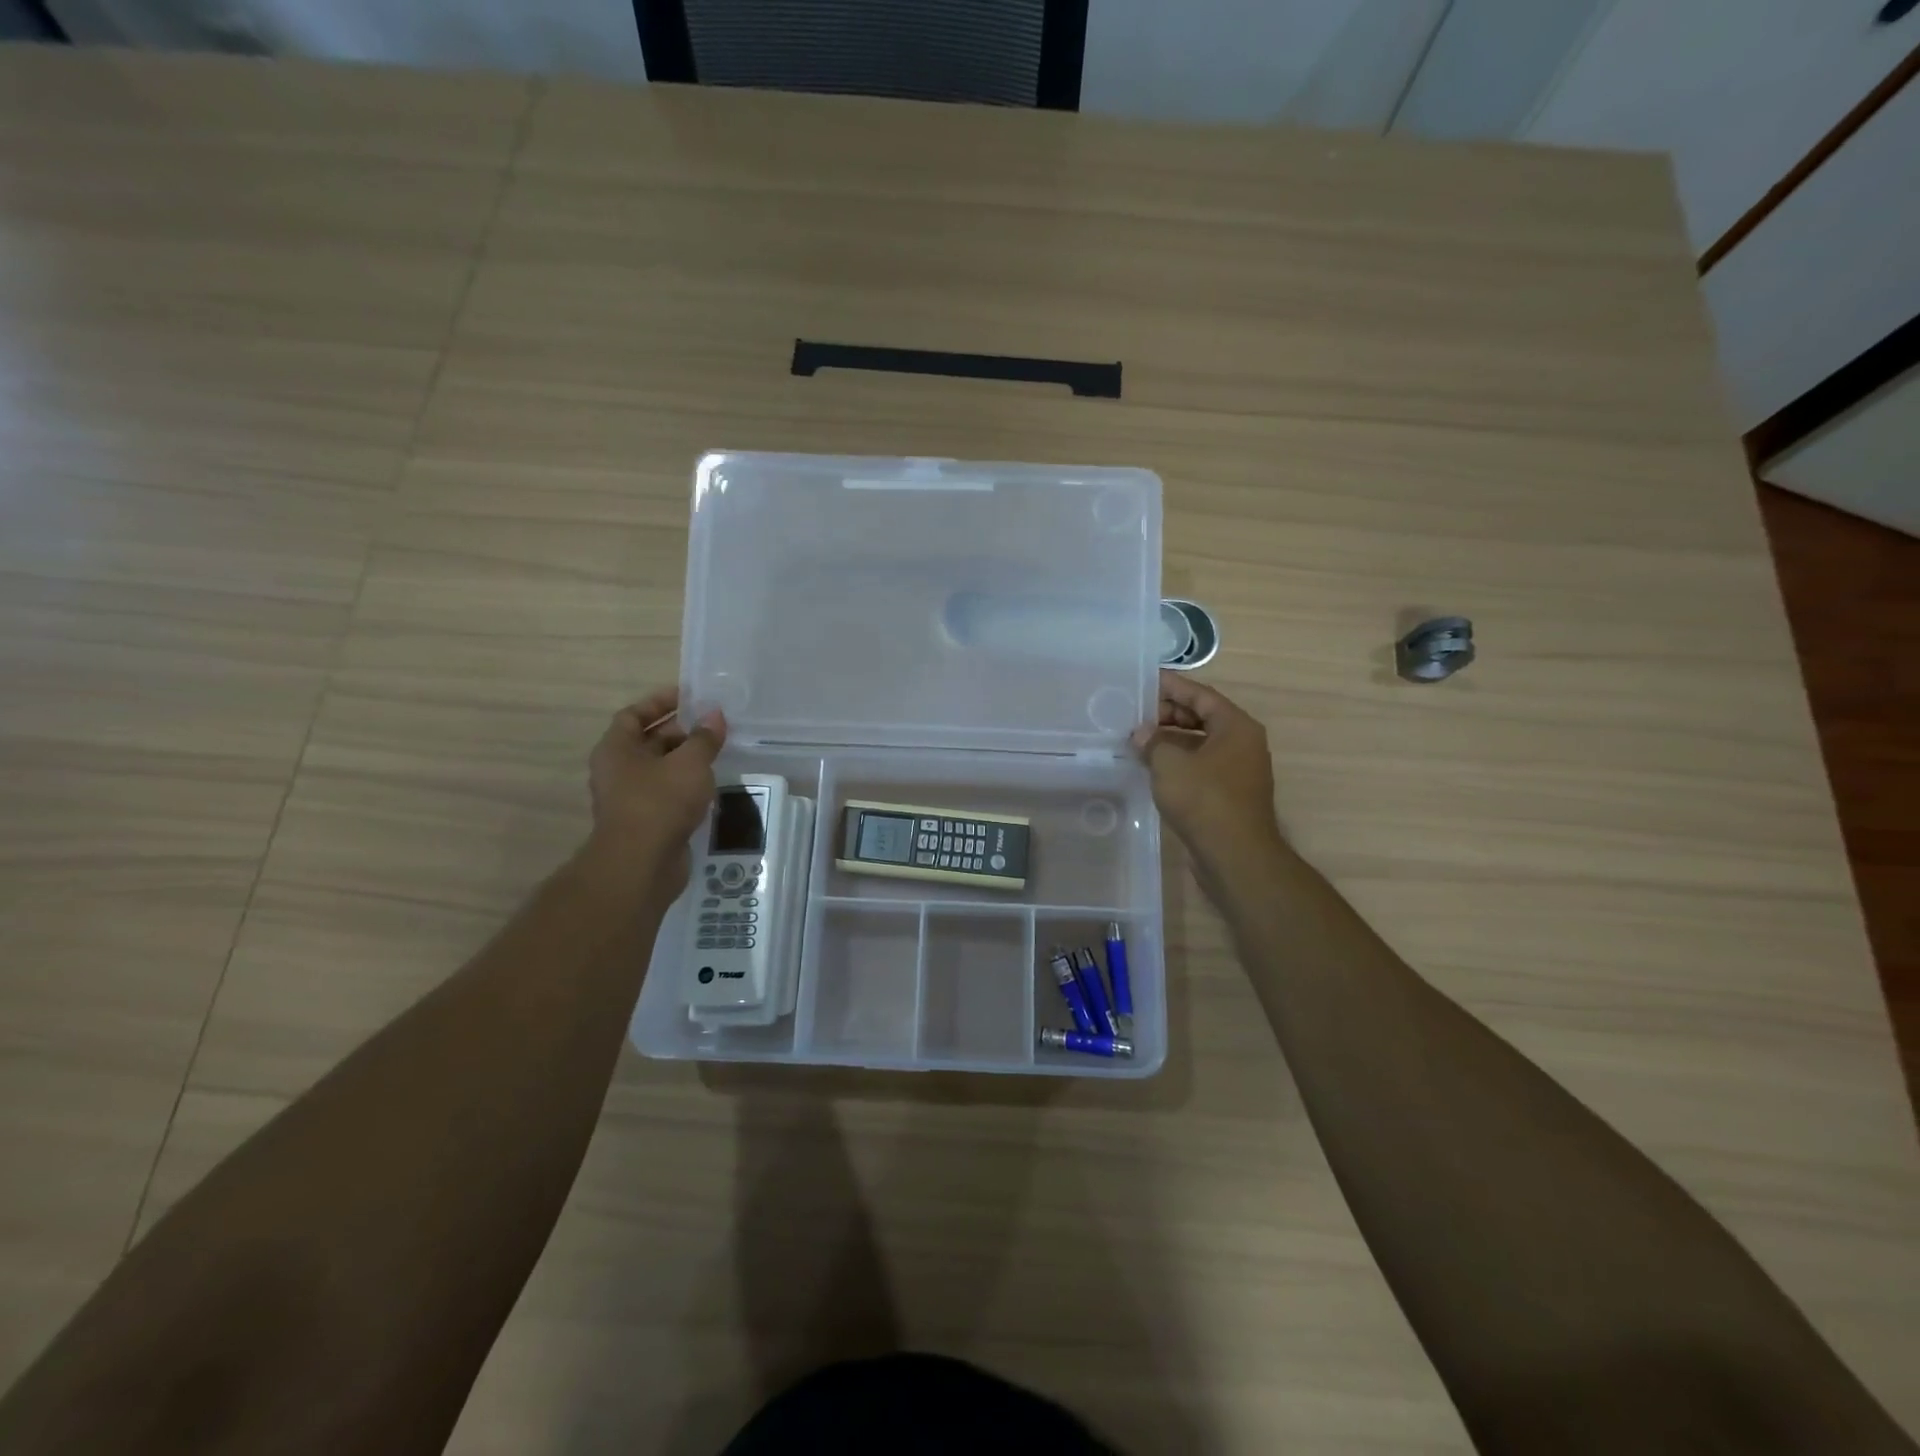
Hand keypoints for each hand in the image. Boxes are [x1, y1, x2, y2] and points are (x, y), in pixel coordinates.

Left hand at [586, 687, 726, 893]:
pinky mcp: (647, 822)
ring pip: (661, 769)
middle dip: (680, 731)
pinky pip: (668, 794)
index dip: (660, 702)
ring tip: (719, 752)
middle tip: (713, 725)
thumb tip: (715, 715)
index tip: (689, 696)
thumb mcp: (690, 762)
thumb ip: (704, 737)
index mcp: (617, 748)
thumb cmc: (660, 802)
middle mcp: (618, 770)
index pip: (634, 714)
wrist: (641, 864)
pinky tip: (712, 785)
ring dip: (686, 760)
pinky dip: (687, 786)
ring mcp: (630, 798)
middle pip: (648, 741)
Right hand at [1131, 670, 1285, 872]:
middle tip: (1135, 714)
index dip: (1172, 686)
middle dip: (1168, 714)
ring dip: (1170, 740)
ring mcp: (1238, 771)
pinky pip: (1200, 767)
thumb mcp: (1170, 764)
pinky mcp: (1228, 795)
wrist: (1236, 856)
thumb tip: (1142, 734)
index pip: (1200, 695)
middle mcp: (1242, 743)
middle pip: (1202, 717)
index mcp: (1236, 726)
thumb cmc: (1205, 800)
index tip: (1145, 681)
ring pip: (1200, 744)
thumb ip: (1152, 742)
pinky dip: (1178, 762)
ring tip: (1137, 740)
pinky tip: (1152, 768)